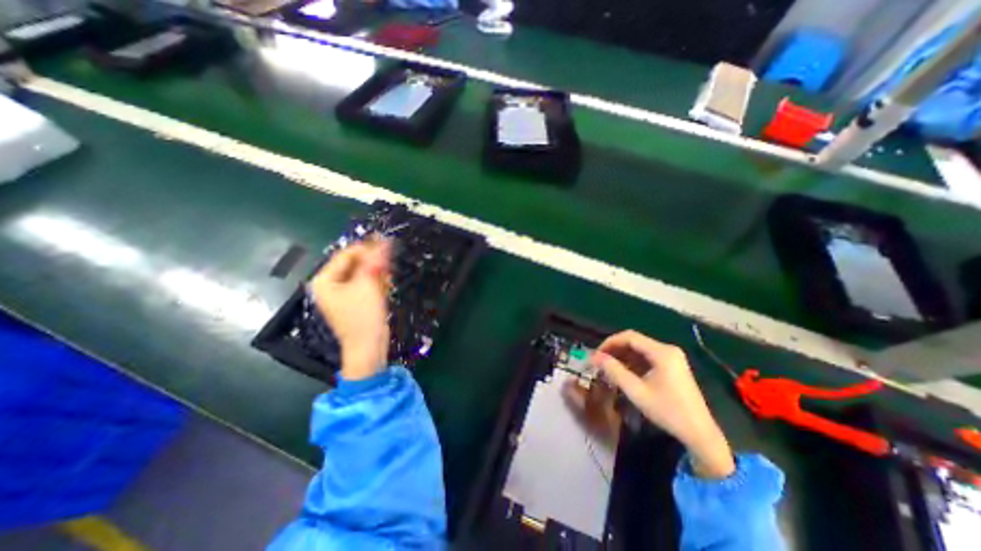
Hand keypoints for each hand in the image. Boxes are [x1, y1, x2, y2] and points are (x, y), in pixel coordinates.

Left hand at [311, 240, 392, 380]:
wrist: (369, 347)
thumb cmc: (364, 316)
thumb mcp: (368, 285)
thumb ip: (374, 261)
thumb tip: (382, 240)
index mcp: (325, 280)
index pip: (346, 255)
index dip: (366, 248)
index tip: (387, 244)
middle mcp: (330, 285)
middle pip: (354, 264)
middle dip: (373, 263)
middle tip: (388, 265)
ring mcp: (342, 294)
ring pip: (363, 273)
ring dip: (377, 273)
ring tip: (387, 280)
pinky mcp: (355, 301)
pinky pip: (366, 284)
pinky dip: (376, 283)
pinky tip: (385, 287)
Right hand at [589, 332, 736, 478]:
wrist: (700, 434)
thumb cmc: (668, 412)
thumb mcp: (637, 391)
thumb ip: (614, 371)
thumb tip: (595, 357)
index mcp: (662, 352)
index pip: (629, 336)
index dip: (610, 342)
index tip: (597, 354)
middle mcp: (667, 350)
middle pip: (634, 341)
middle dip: (615, 349)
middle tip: (600, 362)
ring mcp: (671, 357)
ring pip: (639, 349)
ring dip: (622, 356)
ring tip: (608, 368)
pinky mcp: (672, 366)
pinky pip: (647, 357)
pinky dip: (632, 362)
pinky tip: (623, 373)